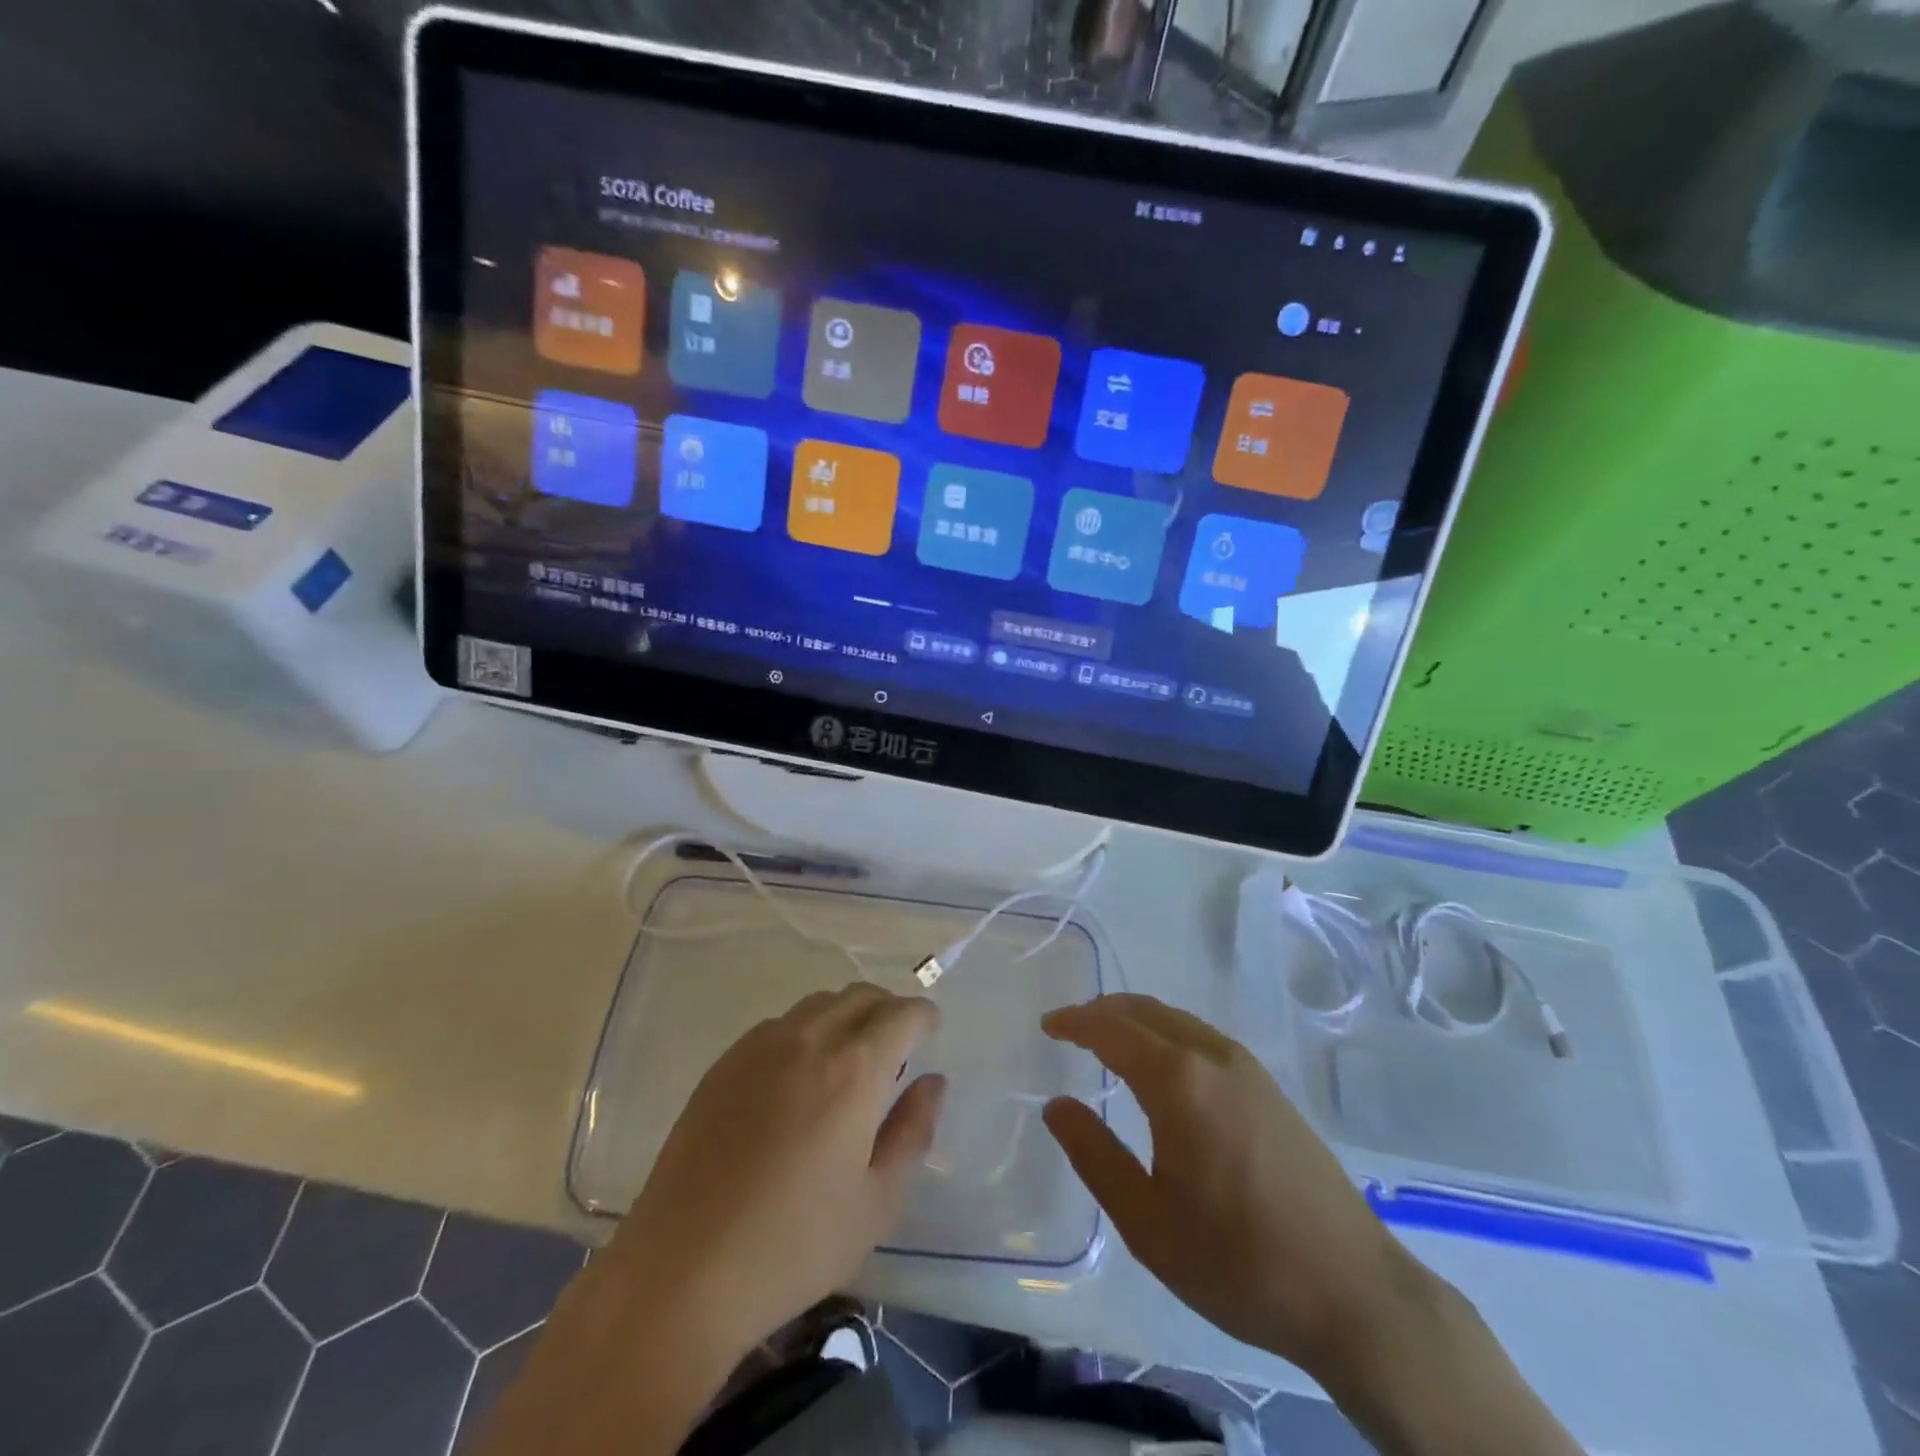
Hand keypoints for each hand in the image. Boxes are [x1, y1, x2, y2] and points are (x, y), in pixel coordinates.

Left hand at [474, 984, 944, 1455]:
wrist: (683, 1271)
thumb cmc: (794, 1245)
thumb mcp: (877, 1202)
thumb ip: (913, 1132)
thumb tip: (932, 1082)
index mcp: (853, 1070)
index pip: (901, 1015)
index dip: (923, 1016)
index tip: (932, 1030)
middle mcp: (808, 1040)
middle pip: (859, 996)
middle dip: (888, 1009)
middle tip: (898, 1044)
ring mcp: (759, 1047)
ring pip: (818, 1004)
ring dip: (846, 1016)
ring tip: (849, 1058)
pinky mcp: (723, 1064)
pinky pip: (778, 1025)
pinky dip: (805, 1031)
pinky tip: (798, 1076)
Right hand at [1039, 993, 1430, 1376]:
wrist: (1354, 1293)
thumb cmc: (1239, 1262)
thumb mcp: (1147, 1223)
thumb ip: (1095, 1156)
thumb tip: (1057, 1105)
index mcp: (1179, 1081)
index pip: (1112, 1029)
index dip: (1075, 1022)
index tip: (1047, 1026)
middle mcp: (1213, 1056)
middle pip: (1145, 1011)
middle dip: (1102, 1012)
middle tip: (1070, 1030)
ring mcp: (1248, 1068)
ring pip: (1176, 1020)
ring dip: (1135, 1020)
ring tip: (1106, 1043)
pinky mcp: (1269, 1087)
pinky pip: (1201, 1037)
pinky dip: (1166, 1033)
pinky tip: (1161, 1067)